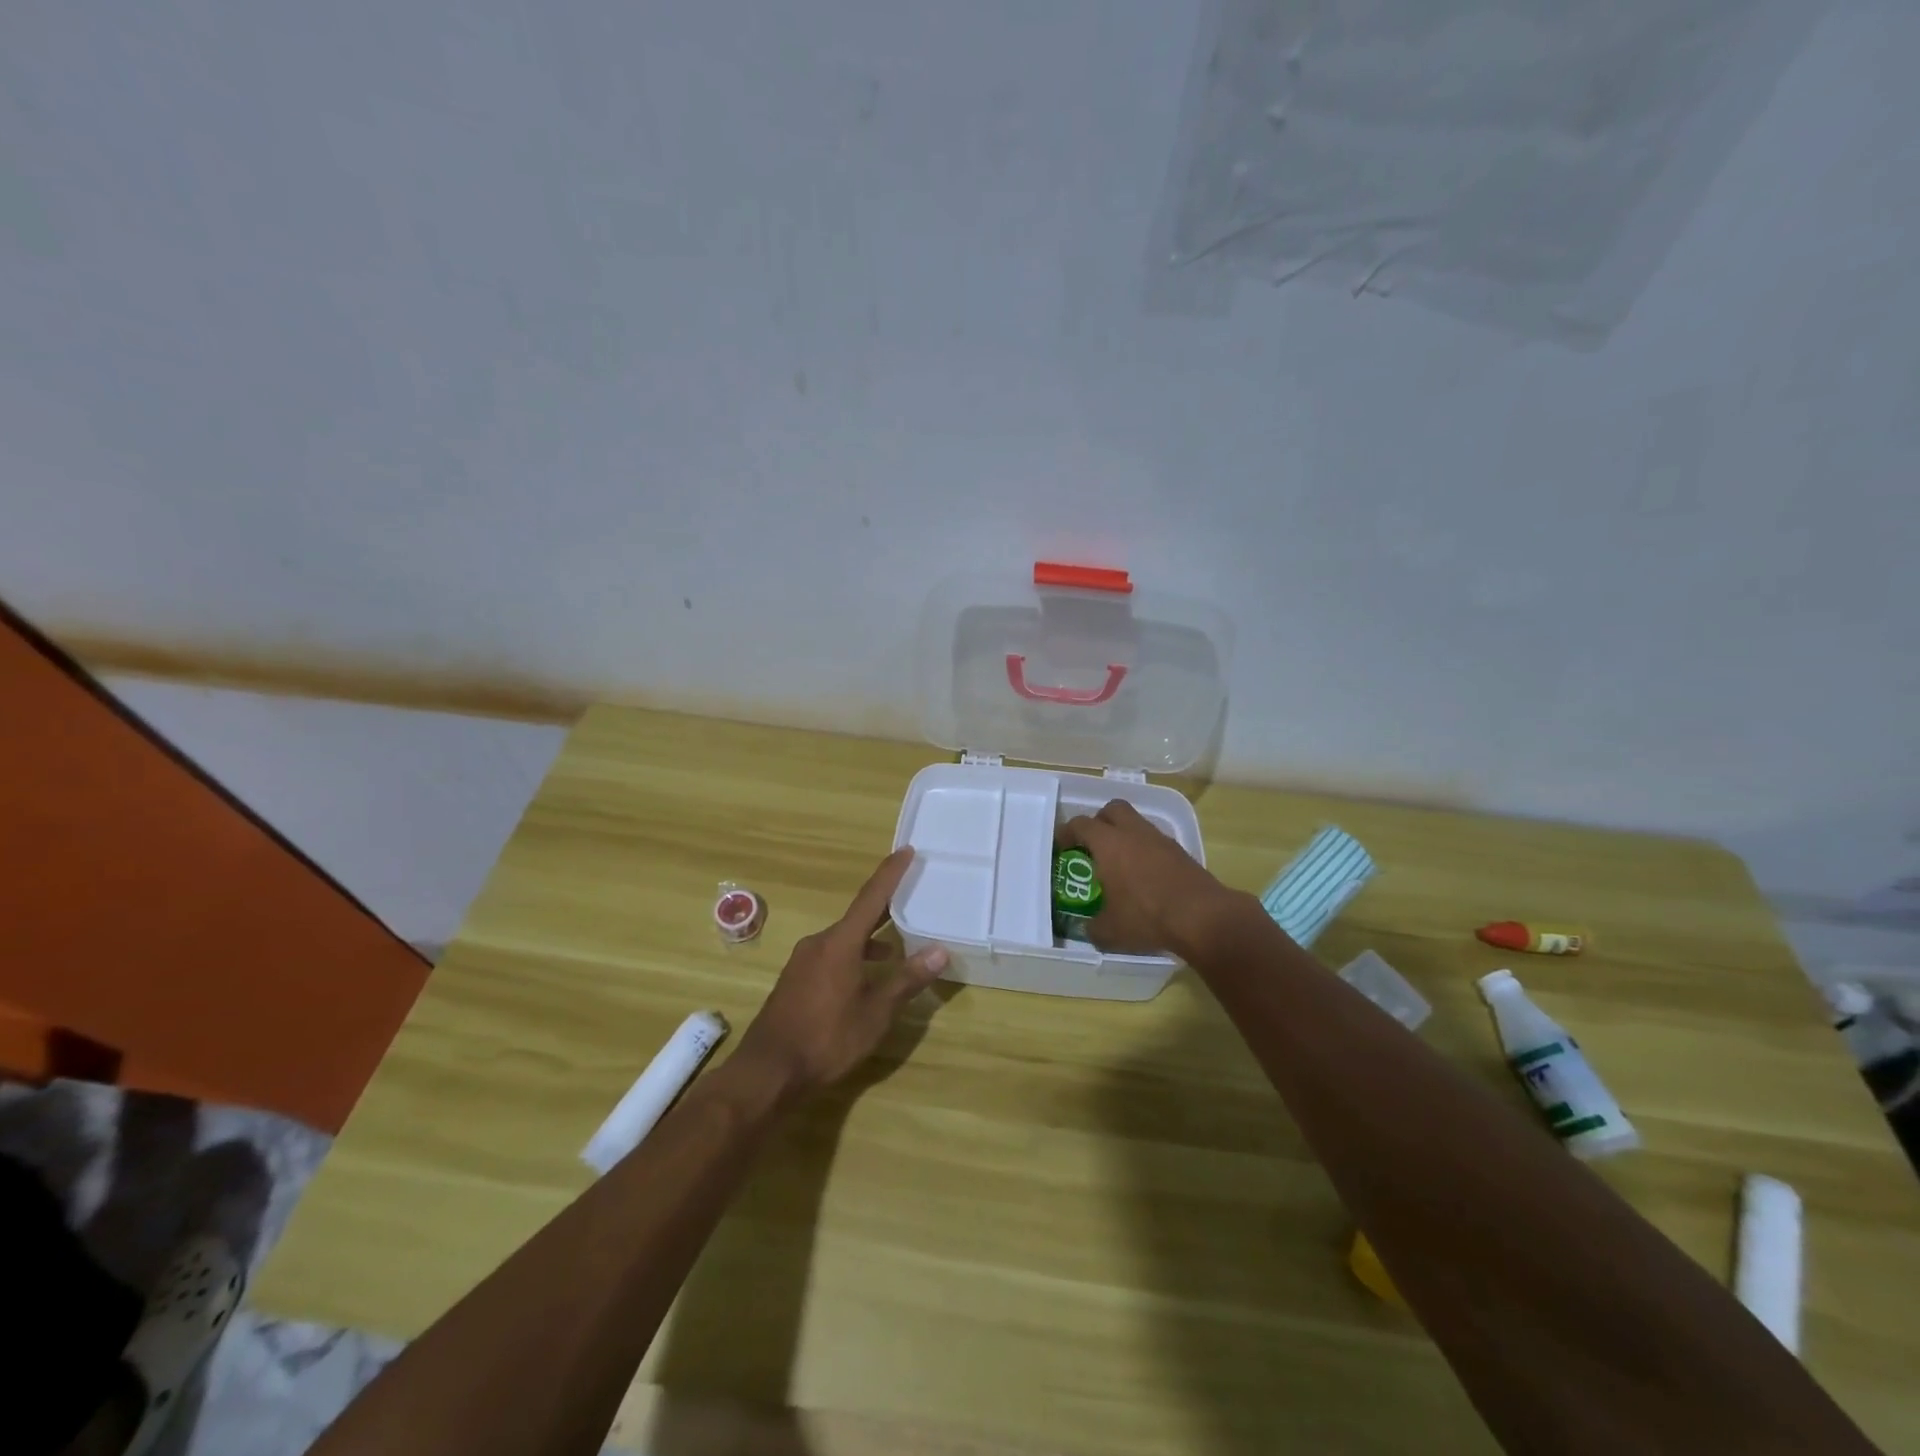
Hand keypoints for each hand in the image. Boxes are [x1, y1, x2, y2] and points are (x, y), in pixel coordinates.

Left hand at [733, 848, 948, 1100]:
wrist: (767, 1071)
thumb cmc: (827, 1038)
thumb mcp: (875, 1013)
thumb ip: (906, 980)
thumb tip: (939, 951)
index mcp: (840, 942)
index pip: (871, 897)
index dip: (891, 873)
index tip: (907, 850)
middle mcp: (819, 943)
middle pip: (858, 916)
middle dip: (884, 906)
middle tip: (910, 894)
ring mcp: (803, 961)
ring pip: (844, 939)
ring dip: (870, 939)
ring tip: (895, 948)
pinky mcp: (796, 980)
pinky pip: (831, 955)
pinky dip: (853, 956)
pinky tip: (865, 978)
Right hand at [1059, 799, 1242, 958]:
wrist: (1203, 917)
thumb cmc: (1147, 917)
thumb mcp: (1111, 931)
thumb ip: (1093, 927)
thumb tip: (1088, 928)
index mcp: (1109, 844)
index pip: (1081, 825)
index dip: (1067, 832)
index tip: (1061, 845)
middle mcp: (1134, 833)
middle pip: (1112, 809)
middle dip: (1099, 821)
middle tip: (1092, 844)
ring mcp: (1160, 840)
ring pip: (1137, 823)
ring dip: (1124, 835)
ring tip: (1119, 862)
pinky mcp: (1180, 852)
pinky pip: (1155, 841)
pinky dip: (1145, 850)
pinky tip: (1144, 876)